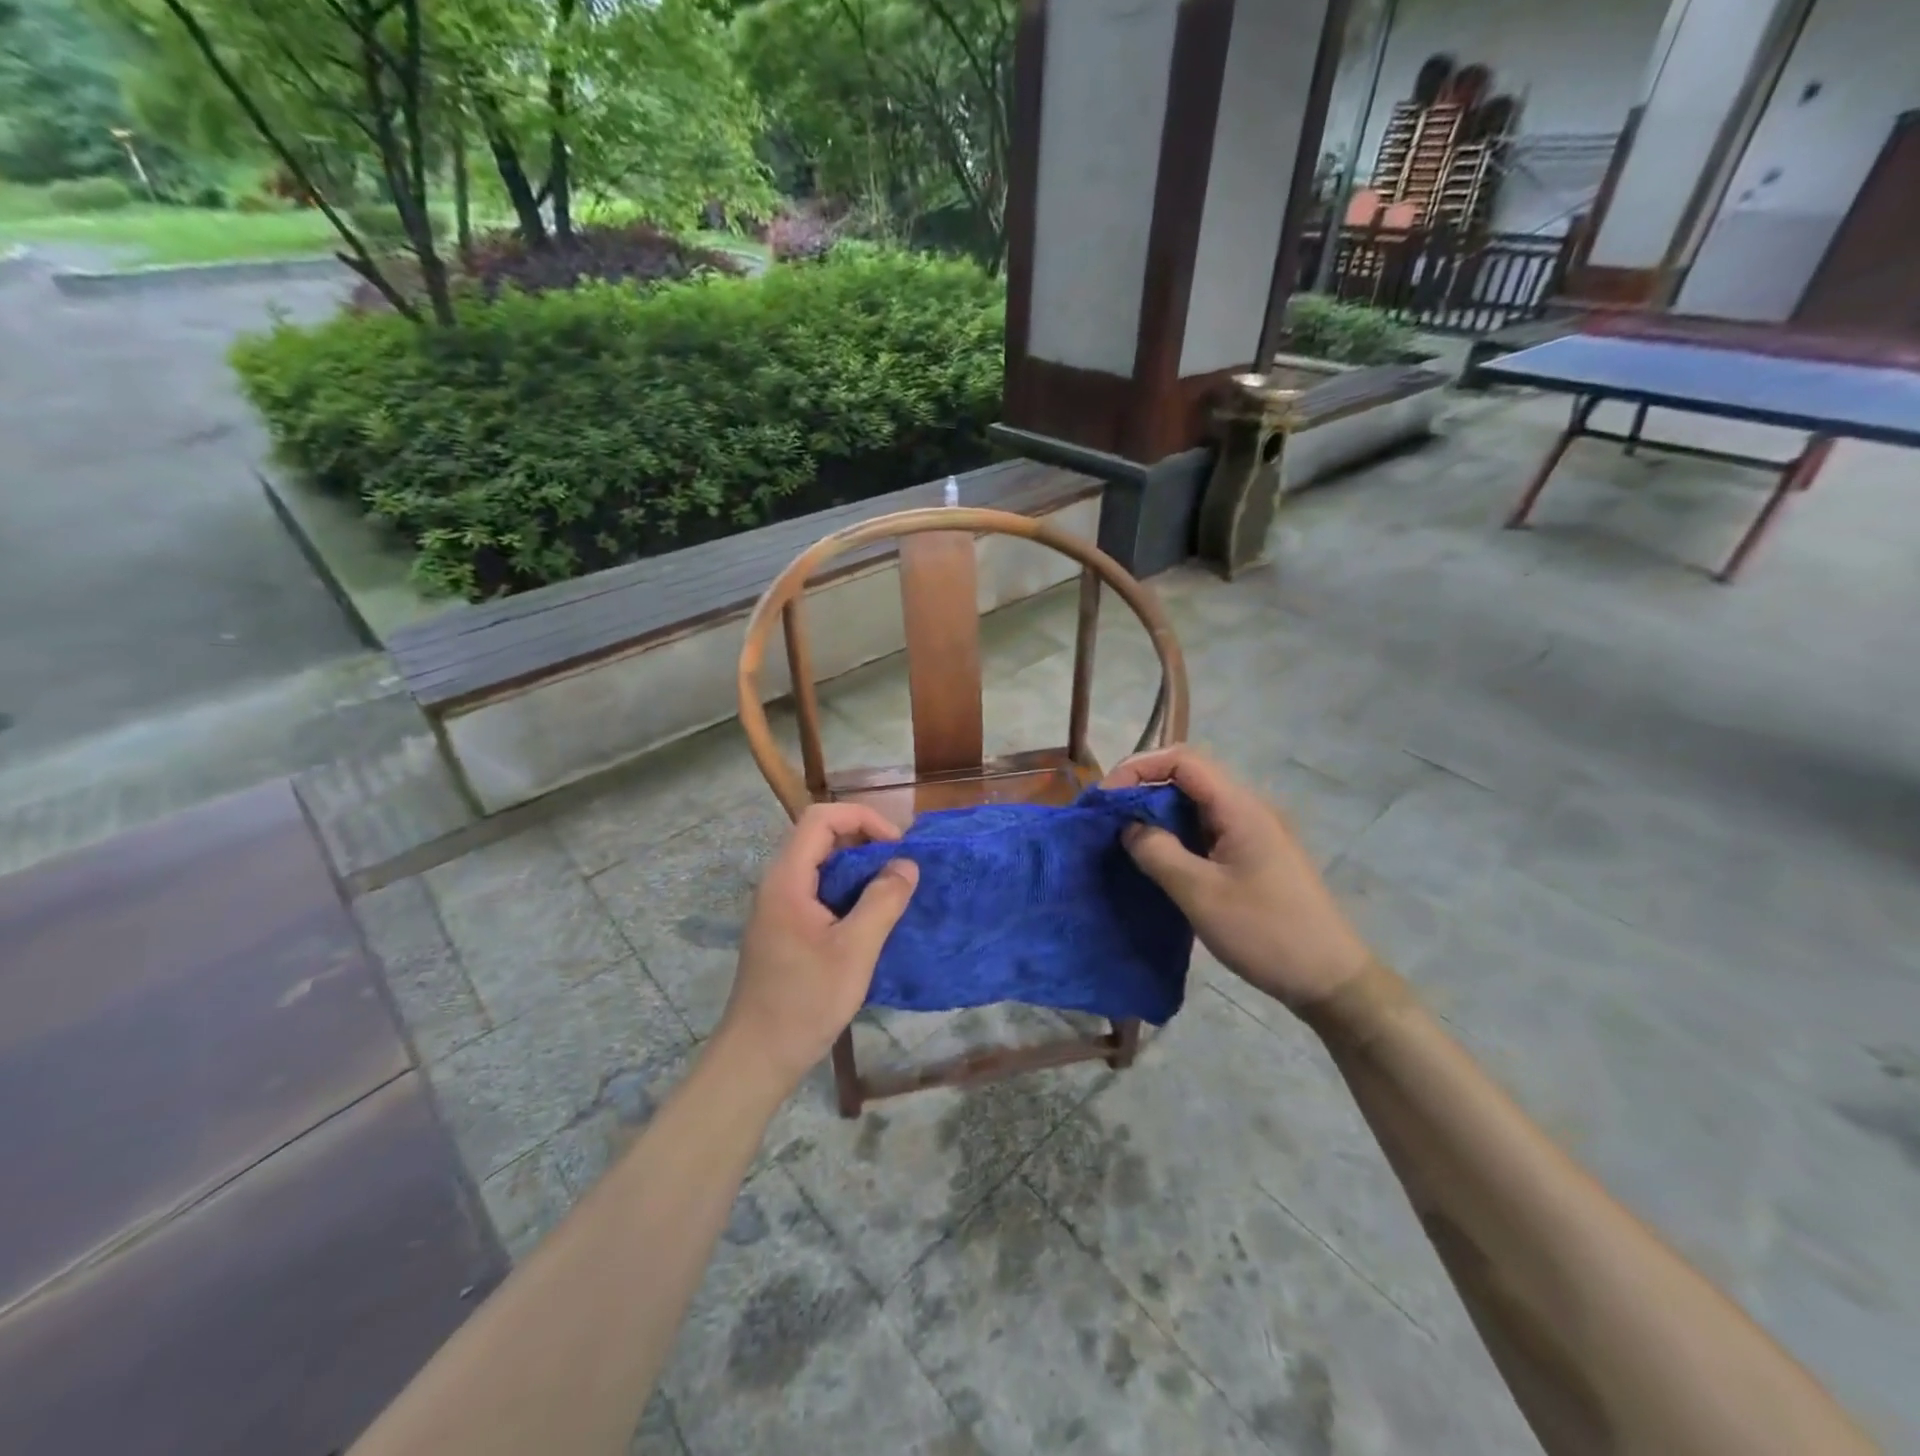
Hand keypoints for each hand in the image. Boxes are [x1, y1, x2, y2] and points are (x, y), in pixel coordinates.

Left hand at [718, 802, 919, 1095]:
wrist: (758, 1056)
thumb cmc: (805, 1001)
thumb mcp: (855, 950)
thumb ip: (883, 901)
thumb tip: (907, 865)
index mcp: (787, 879)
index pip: (821, 818)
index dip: (862, 819)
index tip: (896, 846)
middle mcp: (778, 883)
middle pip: (819, 836)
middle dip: (863, 840)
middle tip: (899, 867)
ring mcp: (778, 906)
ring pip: (820, 864)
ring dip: (857, 868)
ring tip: (891, 889)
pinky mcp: (783, 927)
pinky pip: (817, 889)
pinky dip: (846, 890)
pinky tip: (870, 916)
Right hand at [1104, 747, 1371, 1010]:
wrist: (1330, 980)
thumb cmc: (1266, 933)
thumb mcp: (1200, 894)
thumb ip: (1157, 852)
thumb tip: (1128, 826)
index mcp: (1240, 807)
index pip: (1183, 760)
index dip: (1139, 767)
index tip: (1106, 798)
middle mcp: (1248, 809)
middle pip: (1188, 778)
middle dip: (1143, 790)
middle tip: (1108, 819)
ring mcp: (1254, 832)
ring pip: (1195, 806)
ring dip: (1158, 815)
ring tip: (1124, 839)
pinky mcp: (1253, 856)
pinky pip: (1206, 830)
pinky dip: (1176, 836)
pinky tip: (1157, 860)